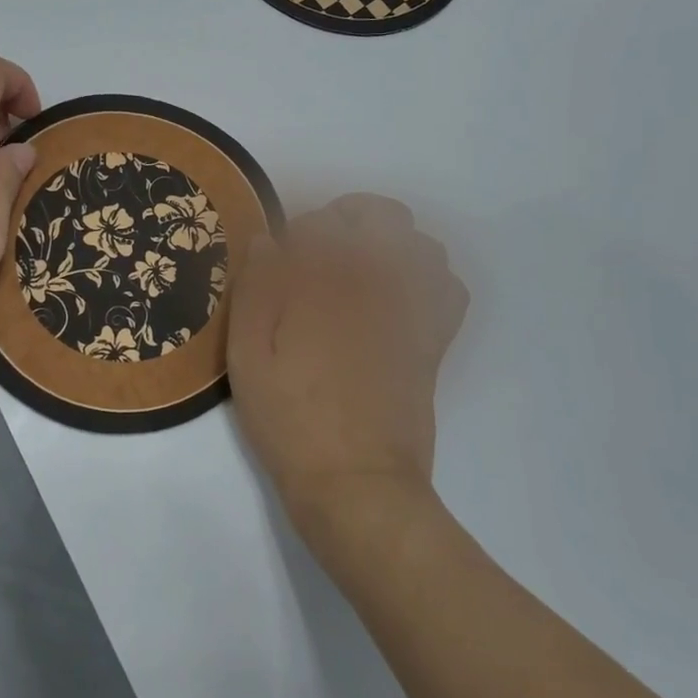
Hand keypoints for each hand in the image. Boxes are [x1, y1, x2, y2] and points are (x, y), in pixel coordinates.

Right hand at [226, 195, 468, 547]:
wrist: (355, 482)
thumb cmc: (290, 417)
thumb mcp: (248, 354)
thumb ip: (255, 288)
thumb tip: (267, 239)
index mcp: (329, 281)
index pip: (321, 221)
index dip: (296, 233)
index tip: (280, 260)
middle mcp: (380, 282)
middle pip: (382, 215)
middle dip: (347, 219)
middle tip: (317, 254)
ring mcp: (415, 309)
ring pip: (420, 243)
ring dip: (388, 243)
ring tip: (357, 272)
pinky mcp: (434, 339)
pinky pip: (448, 286)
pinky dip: (427, 277)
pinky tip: (396, 297)